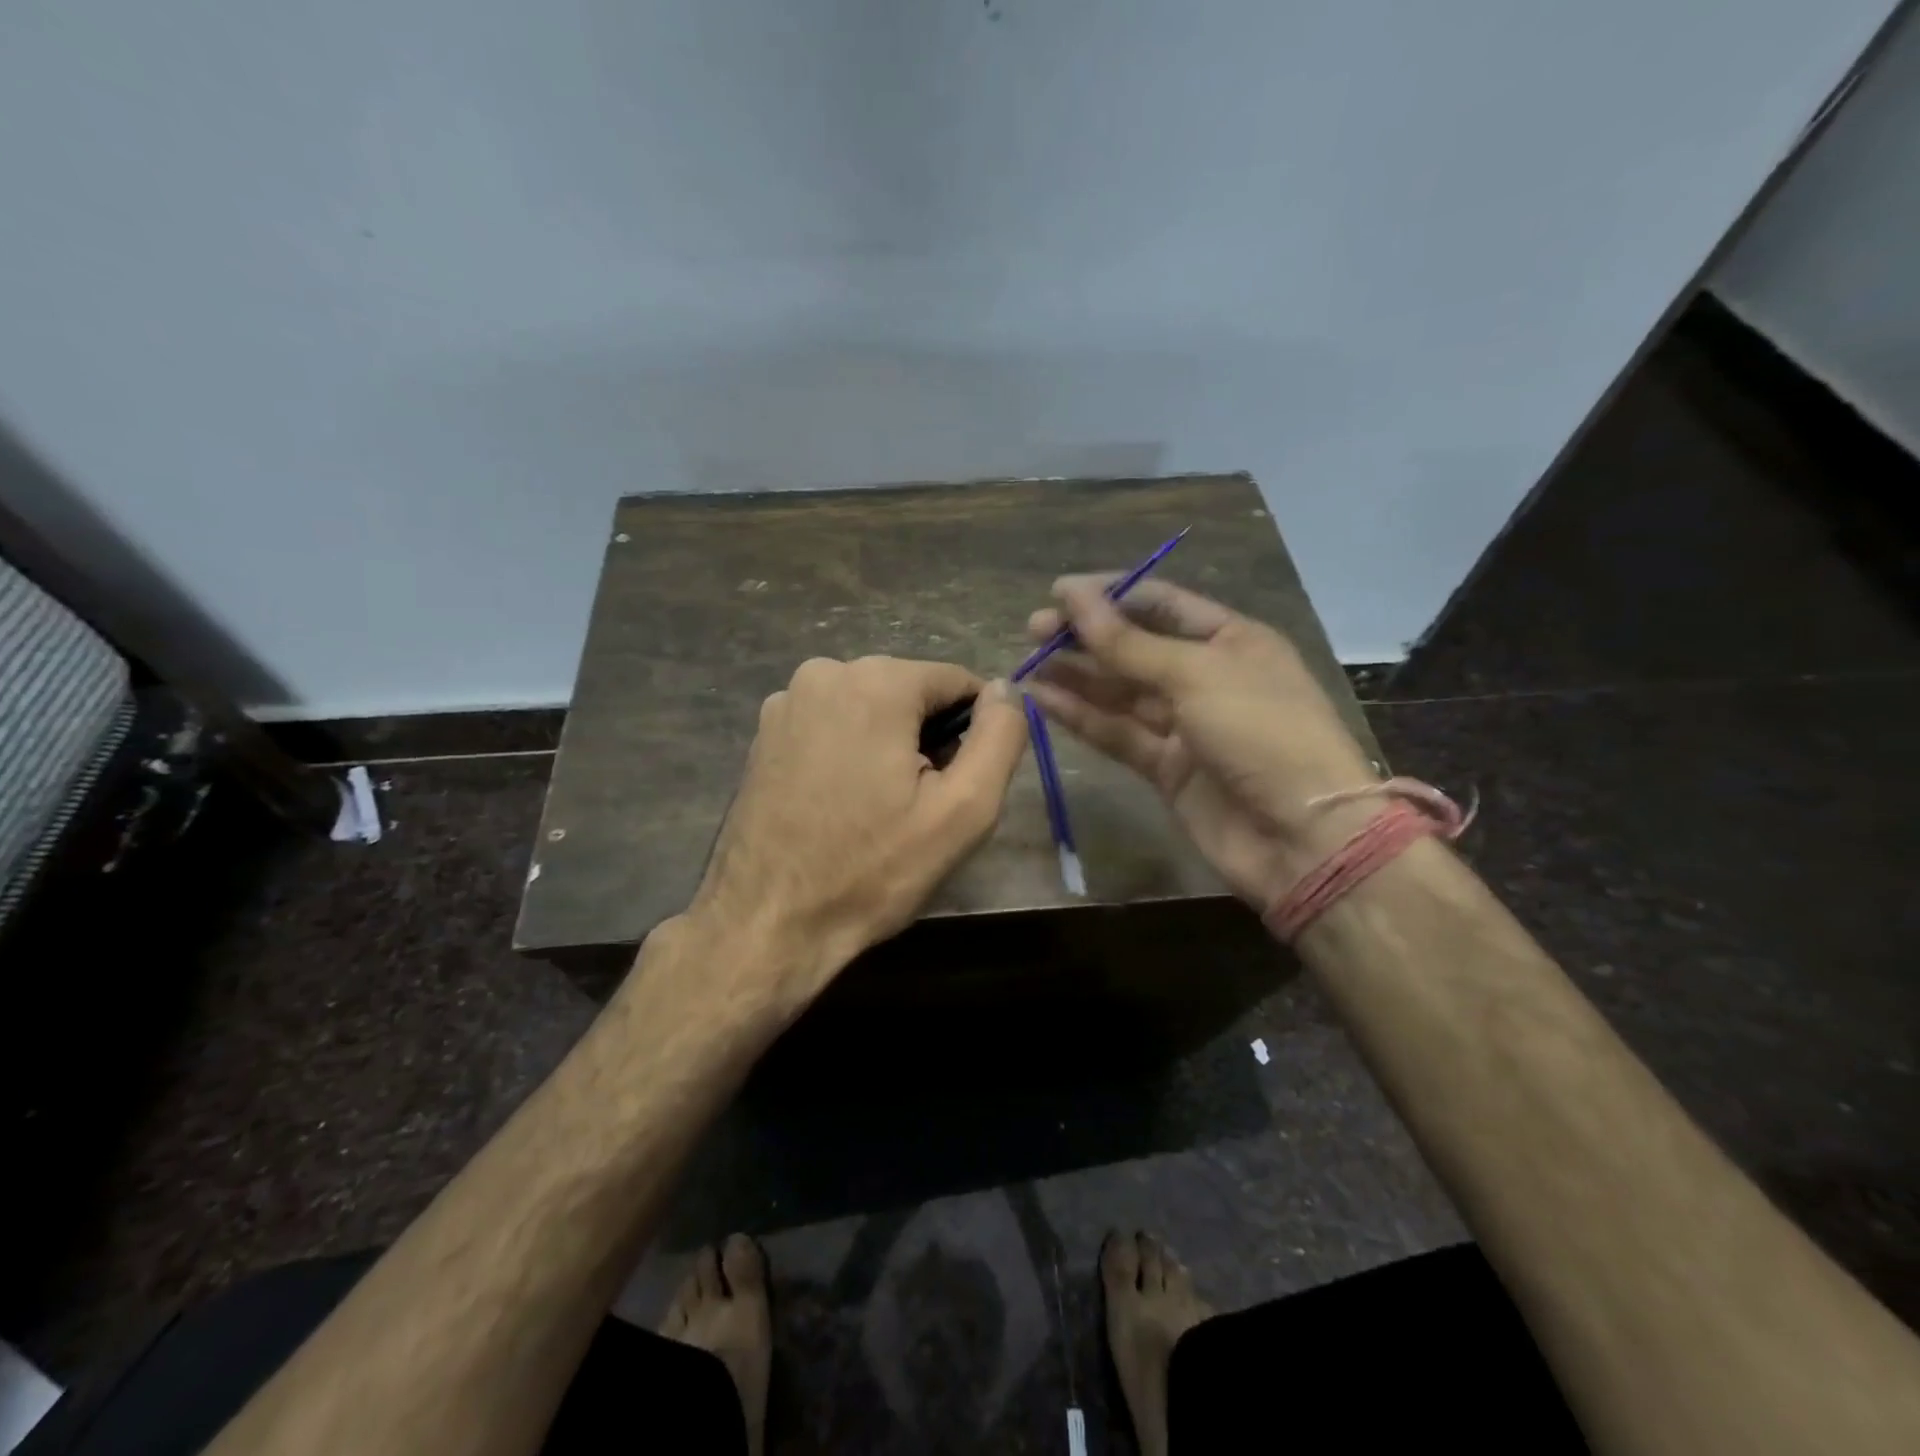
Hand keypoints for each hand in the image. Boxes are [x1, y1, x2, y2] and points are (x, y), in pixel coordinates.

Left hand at [686, 656, 1026, 1011]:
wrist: (768, 923)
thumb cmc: (872, 870)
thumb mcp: (963, 810)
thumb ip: (1000, 737)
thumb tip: (1005, 689)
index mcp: (876, 681)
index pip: (957, 682)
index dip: (973, 733)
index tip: (956, 787)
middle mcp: (824, 672)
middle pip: (911, 693)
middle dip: (927, 739)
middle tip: (919, 808)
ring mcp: (786, 702)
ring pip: (871, 709)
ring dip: (889, 747)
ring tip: (877, 811)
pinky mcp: (765, 733)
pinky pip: (833, 726)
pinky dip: (849, 753)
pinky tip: (840, 805)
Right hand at [1024, 577, 1378, 906]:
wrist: (1301, 837)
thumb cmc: (1261, 732)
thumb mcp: (1196, 675)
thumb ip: (1129, 643)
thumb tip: (1074, 595)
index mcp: (1231, 640)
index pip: (1163, 603)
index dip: (1112, 595)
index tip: (1060, 593)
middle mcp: (1207, 677)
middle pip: (1136, 648)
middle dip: (1087, 636)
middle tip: (1035, 630)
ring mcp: (1186, 726)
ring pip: (1121, 693)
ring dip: (1077, 676)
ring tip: (1028, 662)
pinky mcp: (1166, 769)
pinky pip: (1118, 734)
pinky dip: (1082, 717)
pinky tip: (1043, 700)